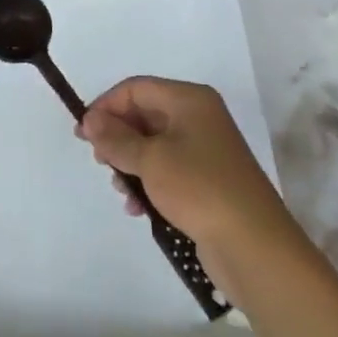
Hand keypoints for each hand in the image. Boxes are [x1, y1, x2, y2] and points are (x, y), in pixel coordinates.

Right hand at [76, 77, 295, 276]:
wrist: (255, 248)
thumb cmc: (199, 189)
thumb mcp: (150, 160)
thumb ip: (116, 138)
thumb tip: (90, 119)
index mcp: (189, 100)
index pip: (136, 88)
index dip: (106, 106)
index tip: (83, 134)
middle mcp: (198, 118)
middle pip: (144, 115)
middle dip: (117, 137)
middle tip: (99, 161)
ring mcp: (205, 151)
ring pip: (153, 145)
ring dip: (130, 164)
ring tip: (120, 189)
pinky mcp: (207, 181)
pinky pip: (167, 171)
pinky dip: (148, 183)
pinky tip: (137, 207)